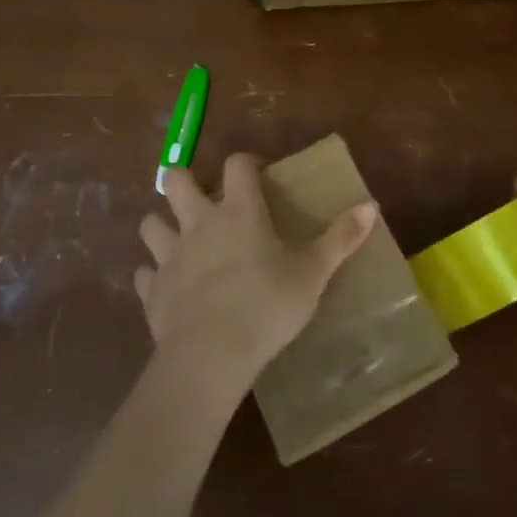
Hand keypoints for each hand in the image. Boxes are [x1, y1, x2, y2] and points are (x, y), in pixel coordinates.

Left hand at [136, 154, 377, 389]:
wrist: (211, 354)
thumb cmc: (267, 304)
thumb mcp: (313, 272)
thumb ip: (341, 238)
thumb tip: (371, 205)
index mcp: (239, 212)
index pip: (237, 165)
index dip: (245, 162)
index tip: (256, 174)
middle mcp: (199, 223)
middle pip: (175, 181)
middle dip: (183, 181)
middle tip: (201, 198)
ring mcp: (170, 256)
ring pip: (150, 224)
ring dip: (160, 226)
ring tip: (177, 239)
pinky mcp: (152, 290)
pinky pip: (144, 274)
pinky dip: (153, 276)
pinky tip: (166, 286)